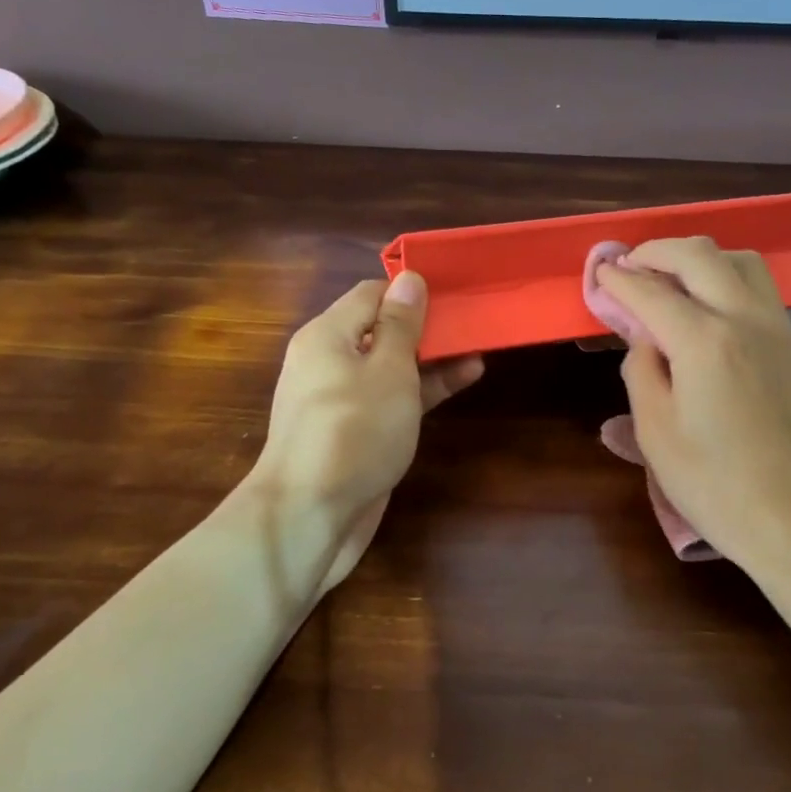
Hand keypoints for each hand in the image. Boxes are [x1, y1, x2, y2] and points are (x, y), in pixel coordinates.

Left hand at [250, 272, 482, 589]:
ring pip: (391, 367)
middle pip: (381, 330)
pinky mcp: (355, 433)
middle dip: (426, 325)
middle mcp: (329, 361)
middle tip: (474, 320)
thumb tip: (409, 278)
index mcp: (328, 335)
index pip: (371, 293)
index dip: (411, 290)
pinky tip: (461, 382)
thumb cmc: (354, 430)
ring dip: (431, 359)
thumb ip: (402, 324)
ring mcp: (342, 400)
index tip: (454, 291)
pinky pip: (391, 399)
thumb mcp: (388, 370)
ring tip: (478, 349)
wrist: (311, 513)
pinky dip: (422, 390)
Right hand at [592, 238, 790, 579]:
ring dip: (700, 257)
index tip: (599, 273)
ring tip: (672, 278)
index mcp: (705, 341)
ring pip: (740, 261)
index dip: (619, 279)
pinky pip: (760, 288)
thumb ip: (642, 373)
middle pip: (700, 255)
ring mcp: (779, 330)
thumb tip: (645, 338)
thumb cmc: (718, 487)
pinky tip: (710, 306)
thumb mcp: (658, 435)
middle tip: (630, 265)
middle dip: (657, 250)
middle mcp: (746, 320)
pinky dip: (728, 277)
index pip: (651, 292)